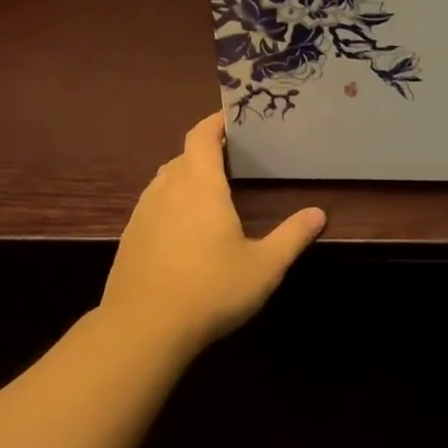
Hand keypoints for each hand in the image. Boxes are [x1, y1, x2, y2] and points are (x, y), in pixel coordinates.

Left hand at [101, 113, 325, 355]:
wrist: (142, 330)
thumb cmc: (211, 290)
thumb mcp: (264, 266)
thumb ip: (292, 236)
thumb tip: (318, 213)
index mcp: (200, 186)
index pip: (201, 136)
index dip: (215, 122)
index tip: (233, 117)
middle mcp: (167, 191)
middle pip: (183, 156)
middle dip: (205, 151)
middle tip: (233, 159)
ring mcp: (143, 215)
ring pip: (164, 181)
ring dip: (185, 176)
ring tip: (210, 191)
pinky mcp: (130, 239)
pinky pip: (152, 206)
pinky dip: (170, 202)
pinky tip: (184, 229)